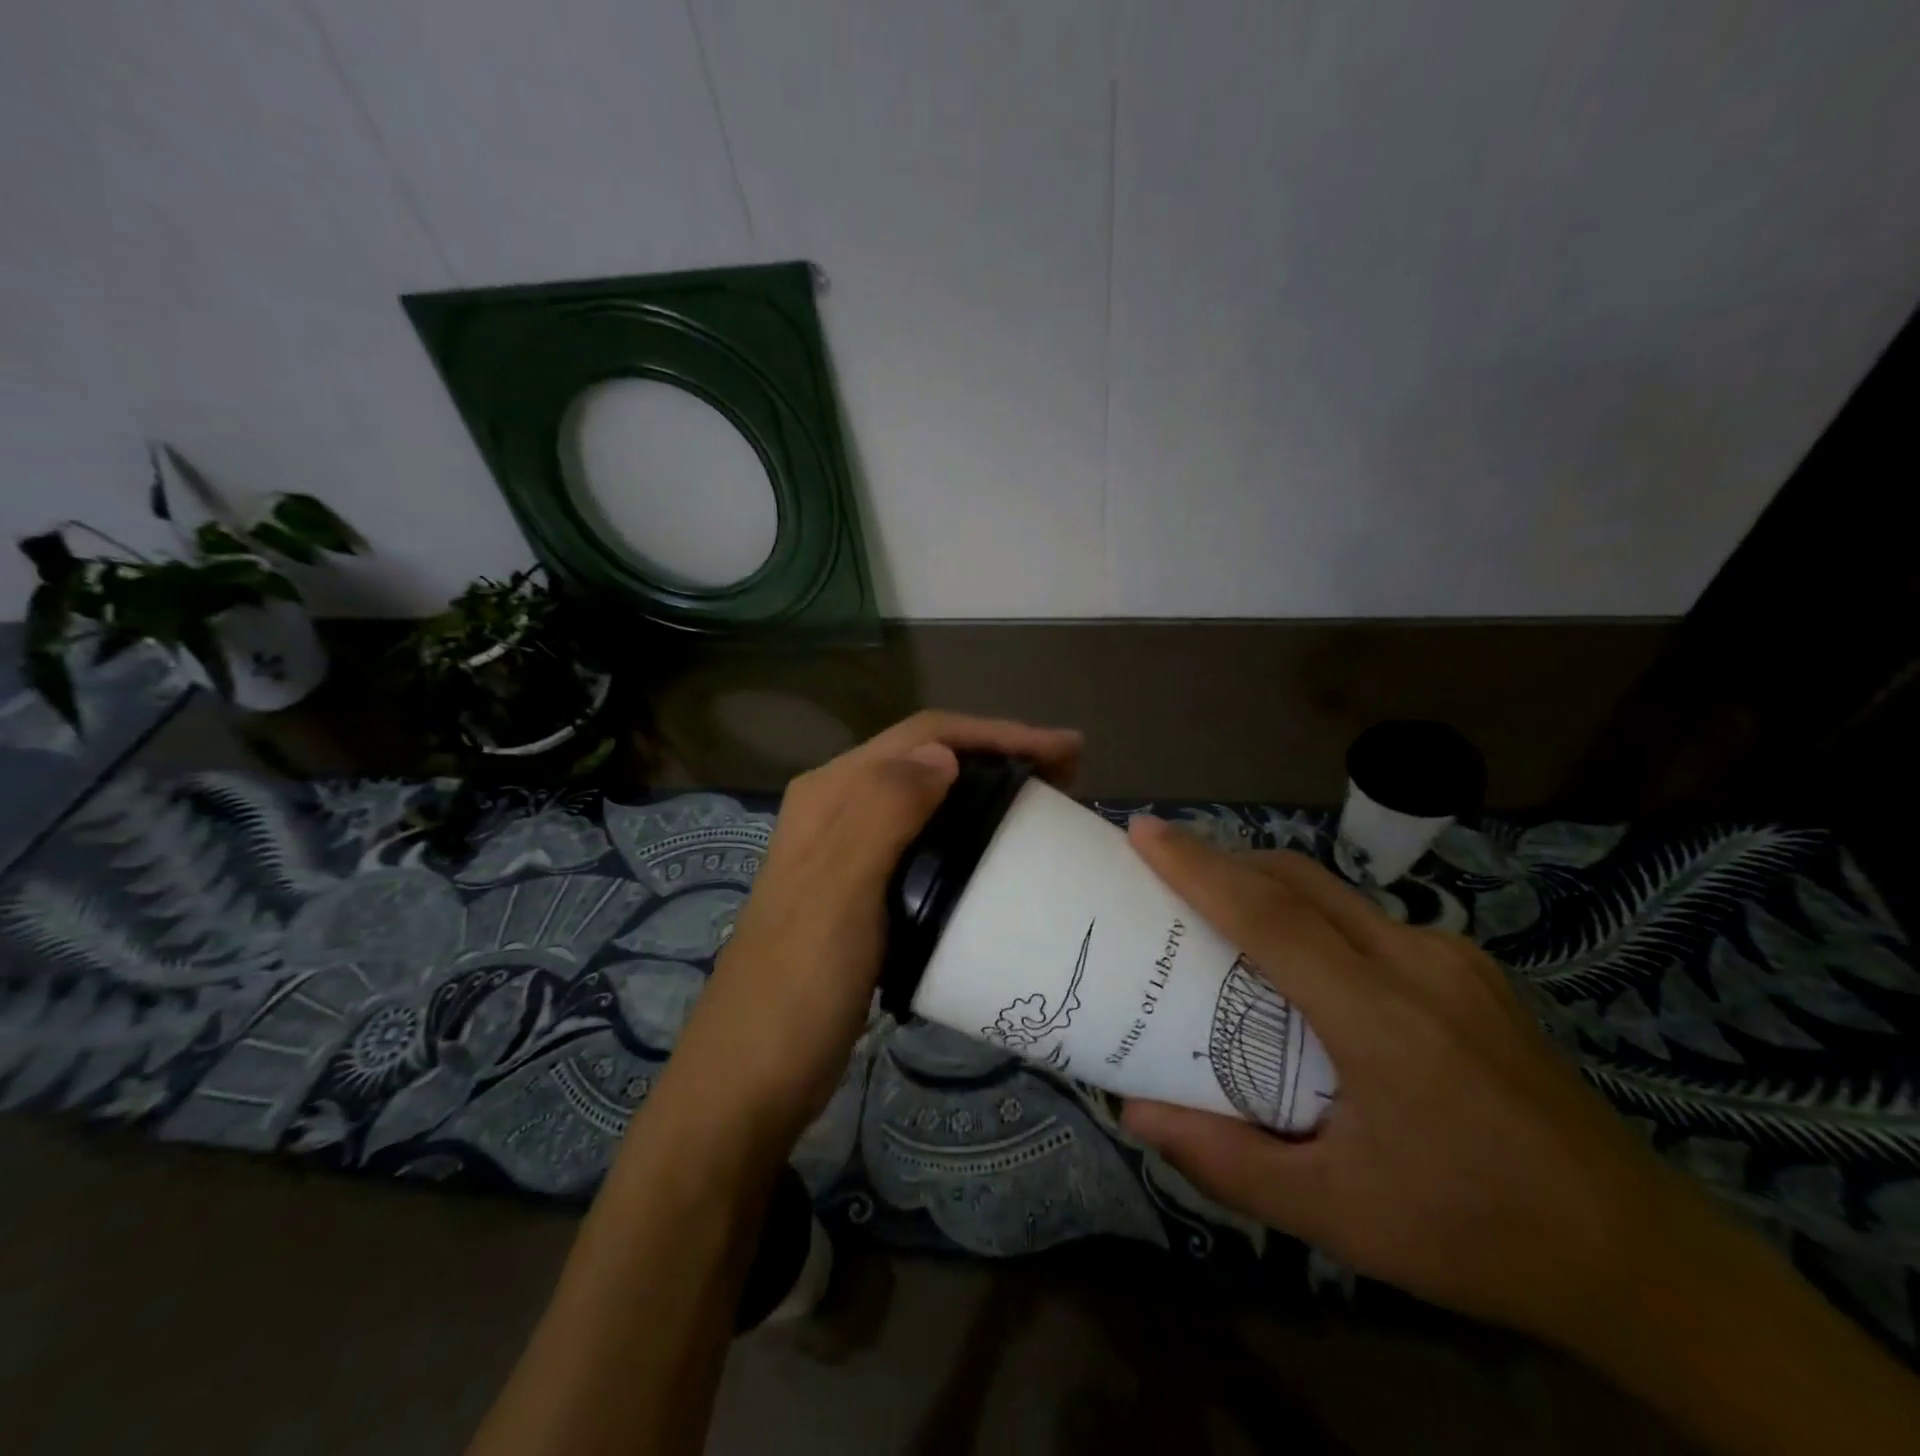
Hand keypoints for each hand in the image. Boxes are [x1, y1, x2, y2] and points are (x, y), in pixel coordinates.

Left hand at [664, 711, 1081, 1149]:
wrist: (749, 1080)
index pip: (922, 737)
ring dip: (983, 793)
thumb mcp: (839, 892)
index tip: (1065, 751)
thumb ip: (883, 812)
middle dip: (997, 756)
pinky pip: (923, 845)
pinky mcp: (861, 895)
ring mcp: (846, 855)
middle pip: (926, 761)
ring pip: (926, 801)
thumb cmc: (797, 986)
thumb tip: (943, 754)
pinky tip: (995, 857)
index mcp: (830, 795)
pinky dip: (966, 837)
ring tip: (1043, 808)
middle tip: (1066, 777)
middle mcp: (836, 811)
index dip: (996, 733)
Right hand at [1118, 818, 1699, 1344]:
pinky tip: (1294, 958)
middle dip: (1221, 859)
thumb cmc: (1476, 1234)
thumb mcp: (1339, 1216)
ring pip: (1334, 893)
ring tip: (1213, 909)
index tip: (1142, 832)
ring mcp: (1452, 959)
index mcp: (1385, 1022)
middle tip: (1159, 864)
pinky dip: (1308, 913)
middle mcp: (1420, 966)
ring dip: (1265, 885)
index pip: (1272, 916)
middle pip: (1299, 882)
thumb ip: (1228, 1162)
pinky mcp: (1469, 967)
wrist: (1641, 1255)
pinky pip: (1366, 918)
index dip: (1199, 868)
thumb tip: (1134, 1114)